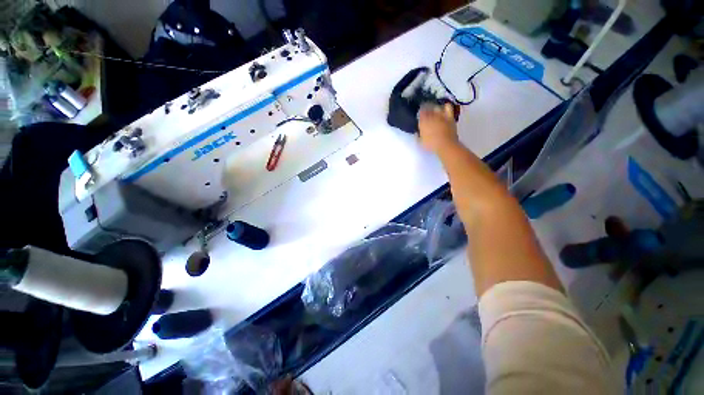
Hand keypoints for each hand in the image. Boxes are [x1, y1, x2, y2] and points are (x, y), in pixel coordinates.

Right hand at [418, 103, 459, 153]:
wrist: (445, 145)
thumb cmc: (431, 145)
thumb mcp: (421, 142)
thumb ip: (418, 136)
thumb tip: (417, 134)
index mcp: (423, 122)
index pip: (420, 113)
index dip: (420, 115)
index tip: (420, 117)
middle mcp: (431, 116)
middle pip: (427, 109)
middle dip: (426, 111)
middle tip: (426, 115)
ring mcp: (440, 116)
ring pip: (436, 107)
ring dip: (434, 108)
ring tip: (434, 111)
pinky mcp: (449, 117)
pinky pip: (448, 107)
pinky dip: (446, 107)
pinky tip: (445, 108)